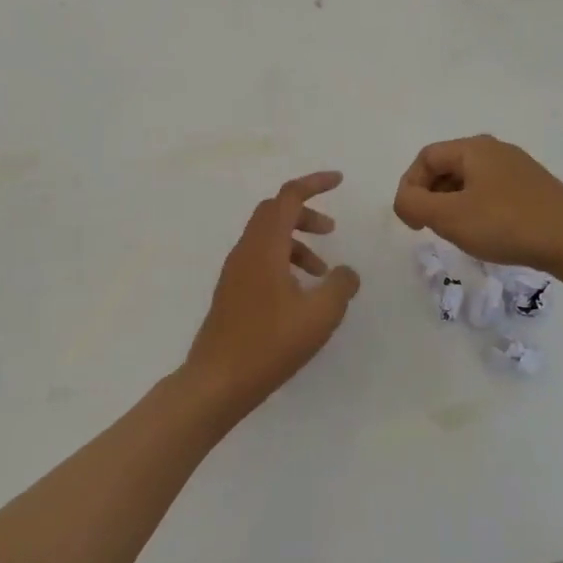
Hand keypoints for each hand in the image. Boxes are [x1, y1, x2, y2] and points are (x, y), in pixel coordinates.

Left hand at [182, 172, 360, 417]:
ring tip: (322, 273)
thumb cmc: (269, 343)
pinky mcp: (232, 290)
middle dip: (306, 213)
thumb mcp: (319, 315)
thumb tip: (347, 272)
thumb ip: (340, 287)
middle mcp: (246, 249)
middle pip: (276, 211)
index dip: (315, 183)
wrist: (216, 382)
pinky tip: (299, 294)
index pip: (290, 196)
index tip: (339, 181)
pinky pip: (261, 258)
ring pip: (268, 237)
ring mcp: (235, 270)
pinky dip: (284, 261)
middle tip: (332, 231)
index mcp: (265, 245)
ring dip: (297, 243)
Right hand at [394, 135, 562, 277]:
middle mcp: (495, 149)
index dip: (409, 187)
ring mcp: (518, 168)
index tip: (411, 222)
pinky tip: (487, 234)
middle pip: (447, 166)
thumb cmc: (507, 224)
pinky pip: (491, 192)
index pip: (425, 158)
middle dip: (430, 196)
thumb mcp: (450, 217)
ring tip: (457, 234)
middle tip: (429, 228)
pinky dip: (477, 209)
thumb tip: (405, 199)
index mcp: (473, 148)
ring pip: (469, 181)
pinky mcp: (534, 188)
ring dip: (453, 204)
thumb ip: (414, 204)